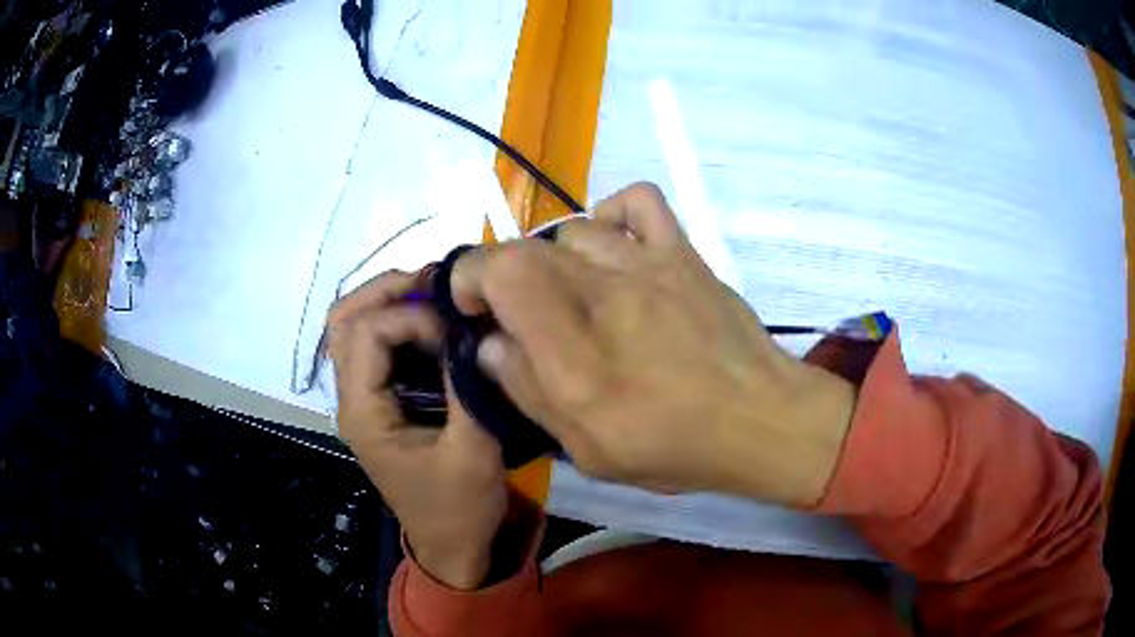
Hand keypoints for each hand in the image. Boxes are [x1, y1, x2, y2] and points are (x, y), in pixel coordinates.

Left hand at [327, 272, 506, 588]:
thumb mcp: (473, 451)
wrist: (451, 545)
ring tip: (434, 296)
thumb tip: (469, 329)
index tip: (456, 332)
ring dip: (389, 302)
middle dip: (386, 291)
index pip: (367, 334)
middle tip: (434, 284)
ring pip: (353, 328)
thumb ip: (467, 387)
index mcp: (364, 413)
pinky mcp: (380, 402)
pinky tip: (433, 323)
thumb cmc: (460, 507)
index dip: (410, 317)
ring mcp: (362, 399)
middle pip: (343, 320)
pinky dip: (398, 322)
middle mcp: (351, 399)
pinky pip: (375, 346)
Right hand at [451, 183, 855, 506]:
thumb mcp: (590, 451)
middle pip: (527, 249)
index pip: (501, 270)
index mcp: (578, 350)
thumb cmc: (679, 447)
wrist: (764, 420)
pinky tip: (610, 249)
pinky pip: (638, 202)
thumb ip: (529, 392)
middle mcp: (608, 292)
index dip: (469, 277)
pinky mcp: (684, 253)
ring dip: (552, 261)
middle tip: (519, 317)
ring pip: (572, 231)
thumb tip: (491, 344)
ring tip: (568, 295)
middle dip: (503, 278)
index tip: (472, 309)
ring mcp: (651, 263)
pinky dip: (610, 216)